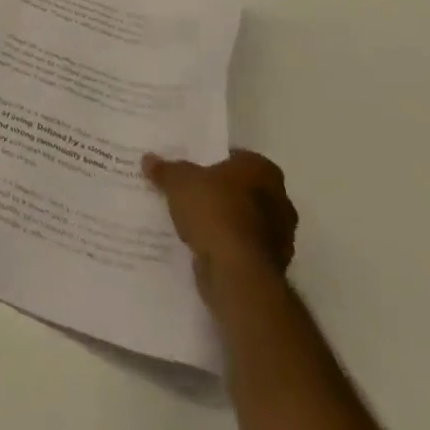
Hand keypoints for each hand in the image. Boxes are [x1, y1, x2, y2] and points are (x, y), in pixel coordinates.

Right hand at [143, 148, 297, 285]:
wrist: (237, 272)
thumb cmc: (214, 211)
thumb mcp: (177, 181)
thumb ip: (165, 169)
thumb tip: (149, 159)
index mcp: (263, 171)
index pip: (237, 158)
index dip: (213, 161)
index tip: (192, 168)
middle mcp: (280, 201)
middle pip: (242, 190)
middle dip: (219, 193)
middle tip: (189, 192)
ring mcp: (280, 237)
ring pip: (243, 220)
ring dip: (223, 222)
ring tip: (190, 221)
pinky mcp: (271, 266)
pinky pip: (241, 247)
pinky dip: (225, 246)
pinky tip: (200, 245)